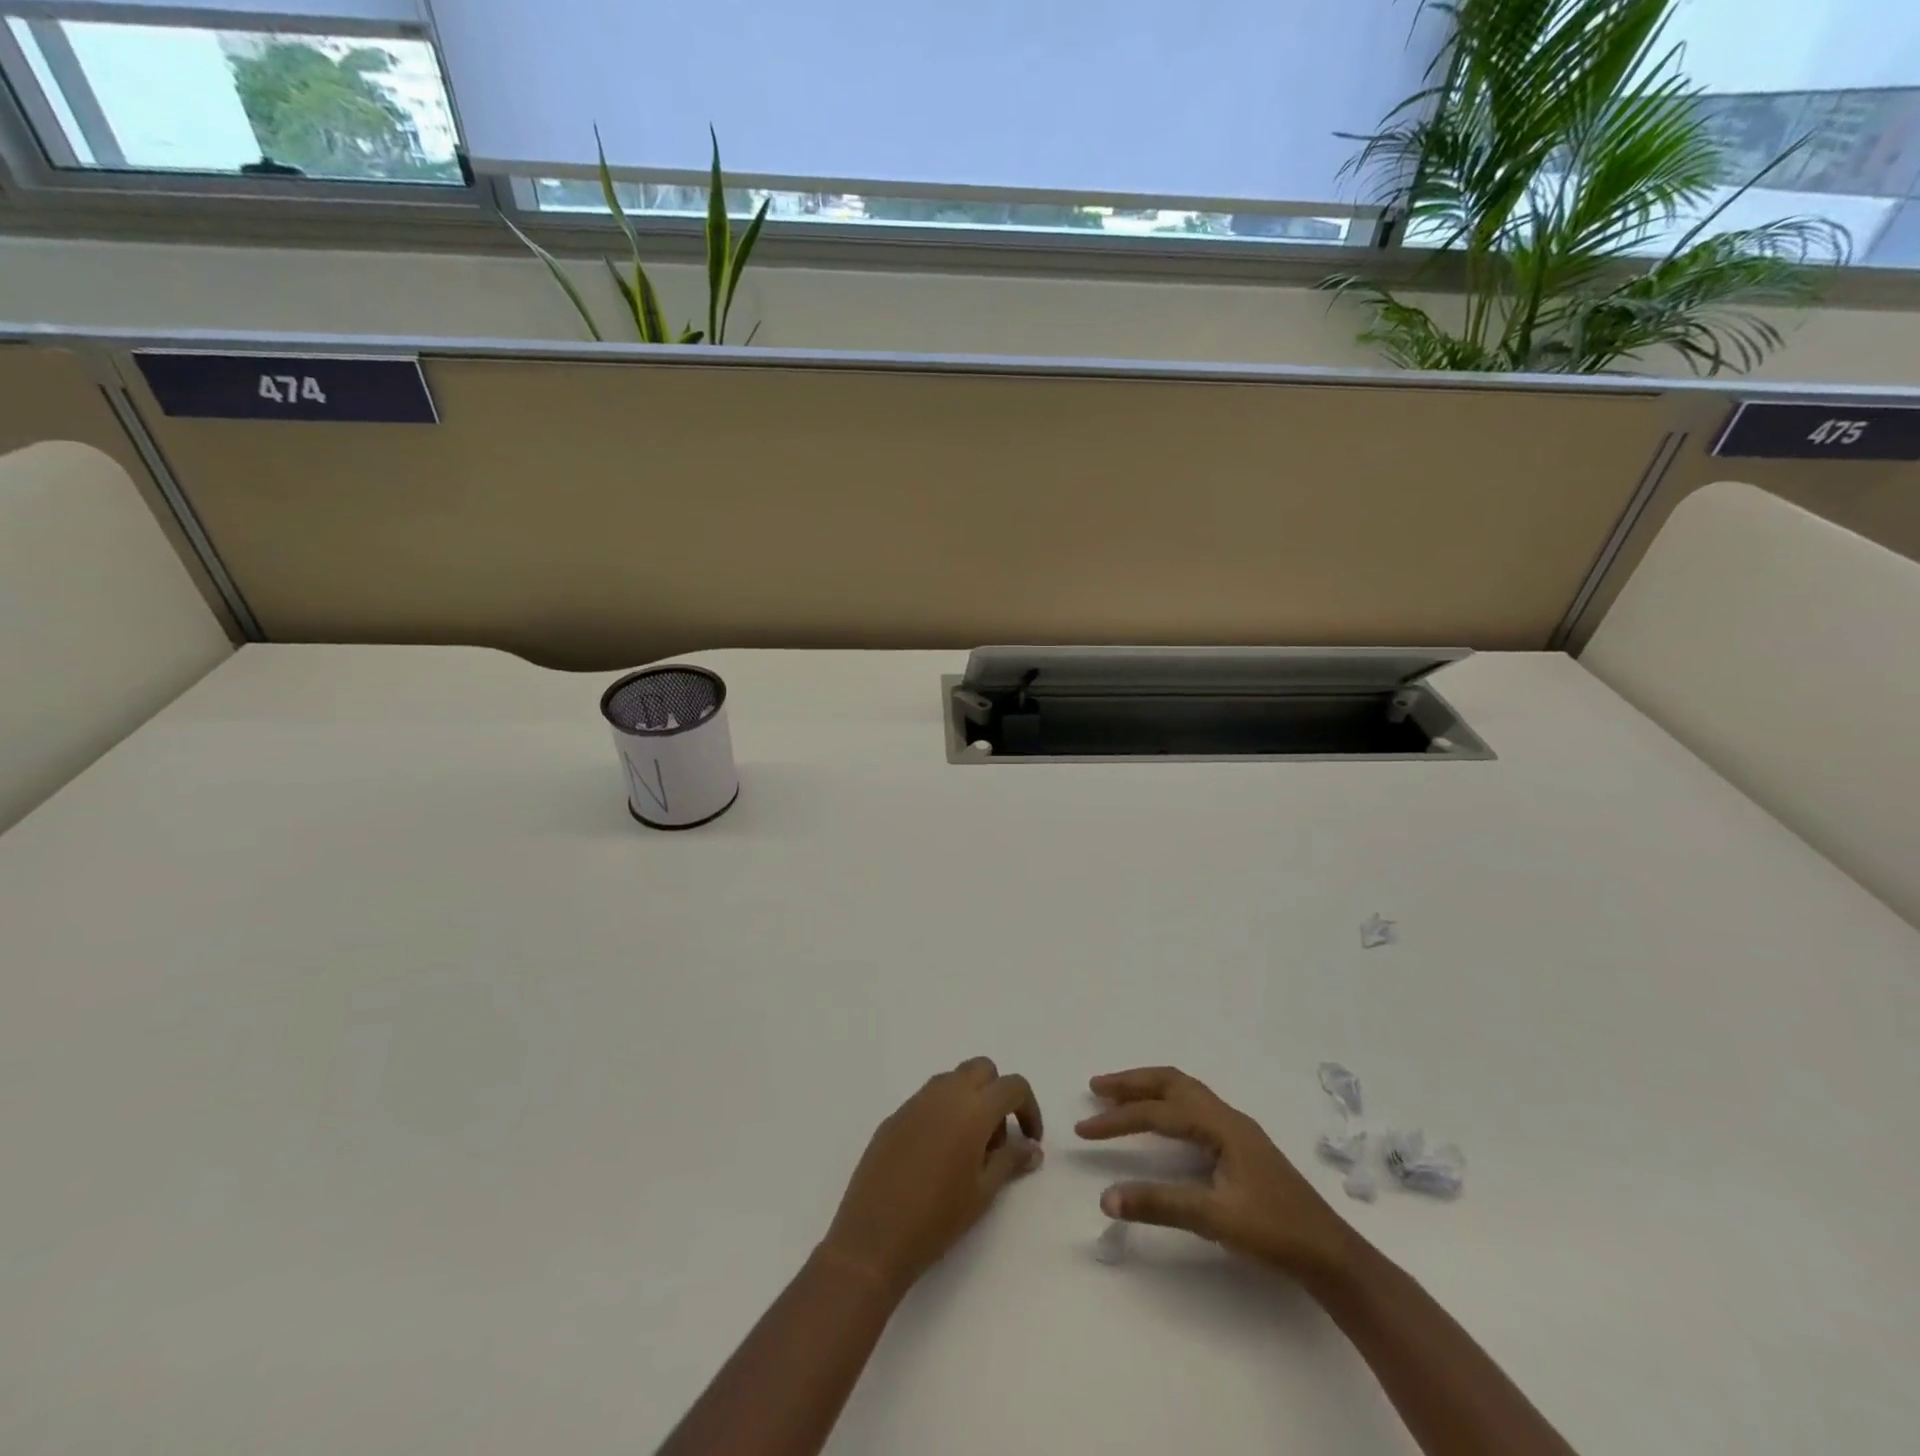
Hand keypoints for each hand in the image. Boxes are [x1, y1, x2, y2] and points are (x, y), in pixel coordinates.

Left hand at [821, 1057, 1042, 1296]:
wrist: (874, 1237)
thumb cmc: (937, 1218)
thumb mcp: (983, 1192)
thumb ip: (1011, 1161)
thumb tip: (1033, 1148)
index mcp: (973, 1108)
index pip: (1012, 1085)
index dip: (1029, 1108)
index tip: (1030, 1140)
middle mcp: (945, 1093)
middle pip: (982, 1070)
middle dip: (997, 1094)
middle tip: (997, 1141)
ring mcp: (916, 1101)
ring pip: (953, 1080)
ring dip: (969, 1100)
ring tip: (968, 1150)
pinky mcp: (895, 1115)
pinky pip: (928, 1100)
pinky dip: (943, 1113)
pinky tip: (936, 1156)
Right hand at [1076, 1065, 1351, 1277]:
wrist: (1332, 1255)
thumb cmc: (1275, 1233)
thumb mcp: (1215, 1220)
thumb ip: (1160, 1205)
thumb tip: (1106, 1197)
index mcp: (1220, 1125)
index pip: (1157, 1112)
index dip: (1118, 1119)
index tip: (1083, 1129)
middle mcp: (1226, 1116)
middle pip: (1171, 1082)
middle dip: (1131, 1083)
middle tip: (1096, 1088)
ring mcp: (1236, 1129)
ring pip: (1184, 1091)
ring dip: (1148, 1089)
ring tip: (1117, 1096)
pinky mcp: (1240, 1145)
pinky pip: (1193, 1106)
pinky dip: (1166, 1103)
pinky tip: (1160, 1120)